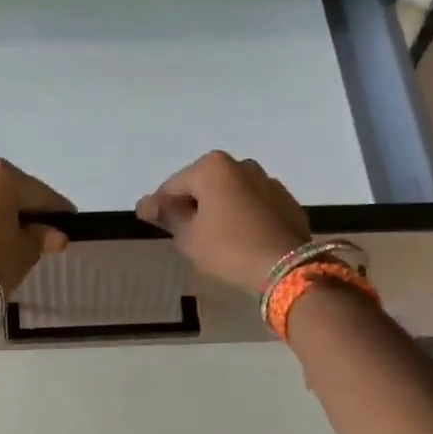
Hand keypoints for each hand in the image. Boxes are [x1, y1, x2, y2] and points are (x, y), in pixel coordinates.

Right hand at [136, 151, 309, 293]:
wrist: (286, 268)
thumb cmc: (228, 248)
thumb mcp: (188, 237)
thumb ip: (167, 215)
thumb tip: (145, 204)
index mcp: (213, 167)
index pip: (174, 185)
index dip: (161, 205)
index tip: (152, 223)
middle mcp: (241, 165)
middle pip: (204, 184)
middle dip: (193, 204)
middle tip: (184, 232)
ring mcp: (268, 181)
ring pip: (231, 193)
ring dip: (219, 208)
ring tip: (213, 237)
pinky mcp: (287, 201)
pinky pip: (254, 204)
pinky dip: (243, 215)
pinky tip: (240, 238)